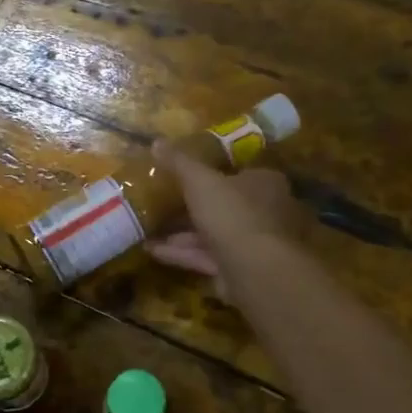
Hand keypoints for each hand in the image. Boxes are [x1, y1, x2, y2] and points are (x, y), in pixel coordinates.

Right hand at [144, 141, 305, 288]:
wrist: (256, 269)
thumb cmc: (233, 213)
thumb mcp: (200, 181)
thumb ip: (179, 163)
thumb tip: (156, 141)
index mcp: (264, 183)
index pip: (238, 173)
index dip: (211, 175)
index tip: (183, 177)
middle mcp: (264, 212)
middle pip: (223, 206)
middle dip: (191, 208)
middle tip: (161, 204)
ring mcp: (253, 245)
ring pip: (212, 235)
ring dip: (181, 234)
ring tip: (147, 229)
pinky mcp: (239, 271)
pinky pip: (206, 257)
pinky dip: (181, 254)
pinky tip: (151, 251)